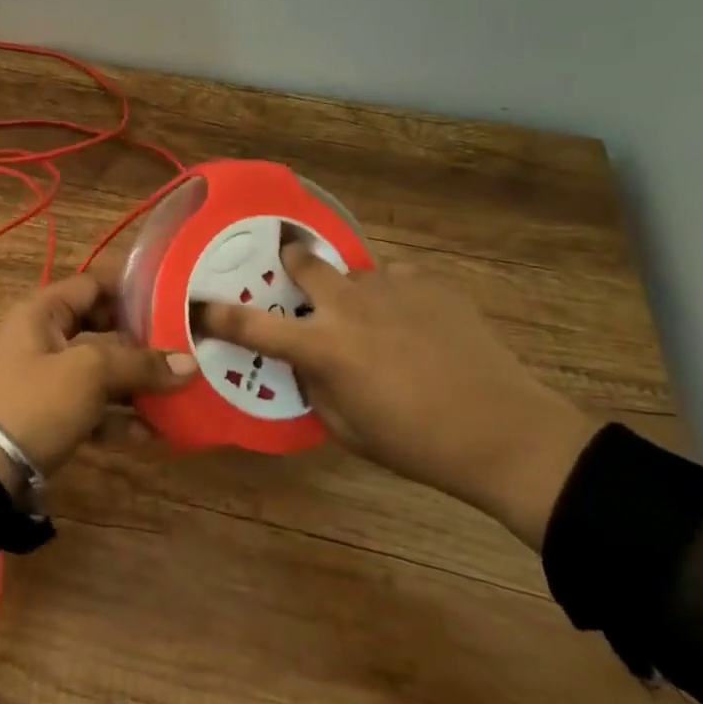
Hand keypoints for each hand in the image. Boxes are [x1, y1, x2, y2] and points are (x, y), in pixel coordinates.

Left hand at [0, 273, 193, 493]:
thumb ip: (139, 364)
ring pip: (101, 371)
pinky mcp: (52, 414)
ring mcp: (48, 378)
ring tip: (179, 392)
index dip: (132, 288)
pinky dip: (120, 417)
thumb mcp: (89, 373)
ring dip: (137, 383)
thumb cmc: (36, 402)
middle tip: (184, 346)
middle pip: (102, 328)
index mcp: (43, 311)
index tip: (174, 297)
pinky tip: (154, 433)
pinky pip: (94, 407)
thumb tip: (189, 364)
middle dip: (142, 341)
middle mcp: (44, 337)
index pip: (93, 284)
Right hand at [197, 242, 600, 547]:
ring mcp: (392, 285)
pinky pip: (397, 279)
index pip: (251, 323)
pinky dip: (395, 298)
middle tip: (296, 277)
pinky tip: (418, 326)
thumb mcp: (345, 427)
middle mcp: (349, 303)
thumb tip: (305, 359)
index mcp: (323, 345)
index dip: (216, 314)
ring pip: (354, 273)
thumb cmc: (416, 443)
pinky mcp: (430, 281)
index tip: (198, 304)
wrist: (505, 431)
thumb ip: (313, 384)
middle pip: (302, 260)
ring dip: (352, 293)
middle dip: (291, 262)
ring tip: (379, 324)